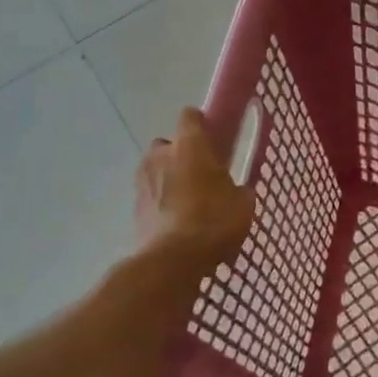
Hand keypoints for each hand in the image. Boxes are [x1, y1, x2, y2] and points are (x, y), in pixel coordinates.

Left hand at [134, 108, 254, 272]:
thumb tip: (238, 191)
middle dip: (180, 155)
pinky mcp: (133, 208)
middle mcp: (160, 155)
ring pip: (155, 170)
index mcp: (189, 145)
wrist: (173, 260)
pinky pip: (150, 197)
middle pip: (168, 144)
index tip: (213, 138)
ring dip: (168, 179)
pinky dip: (160, 204)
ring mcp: (142, 181)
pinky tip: (176, 223)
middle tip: (201, 175)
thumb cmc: (214, 221)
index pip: (190, 116)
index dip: (201, 124)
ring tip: (188, 202)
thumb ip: (240, 190)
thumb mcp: (243, 204)